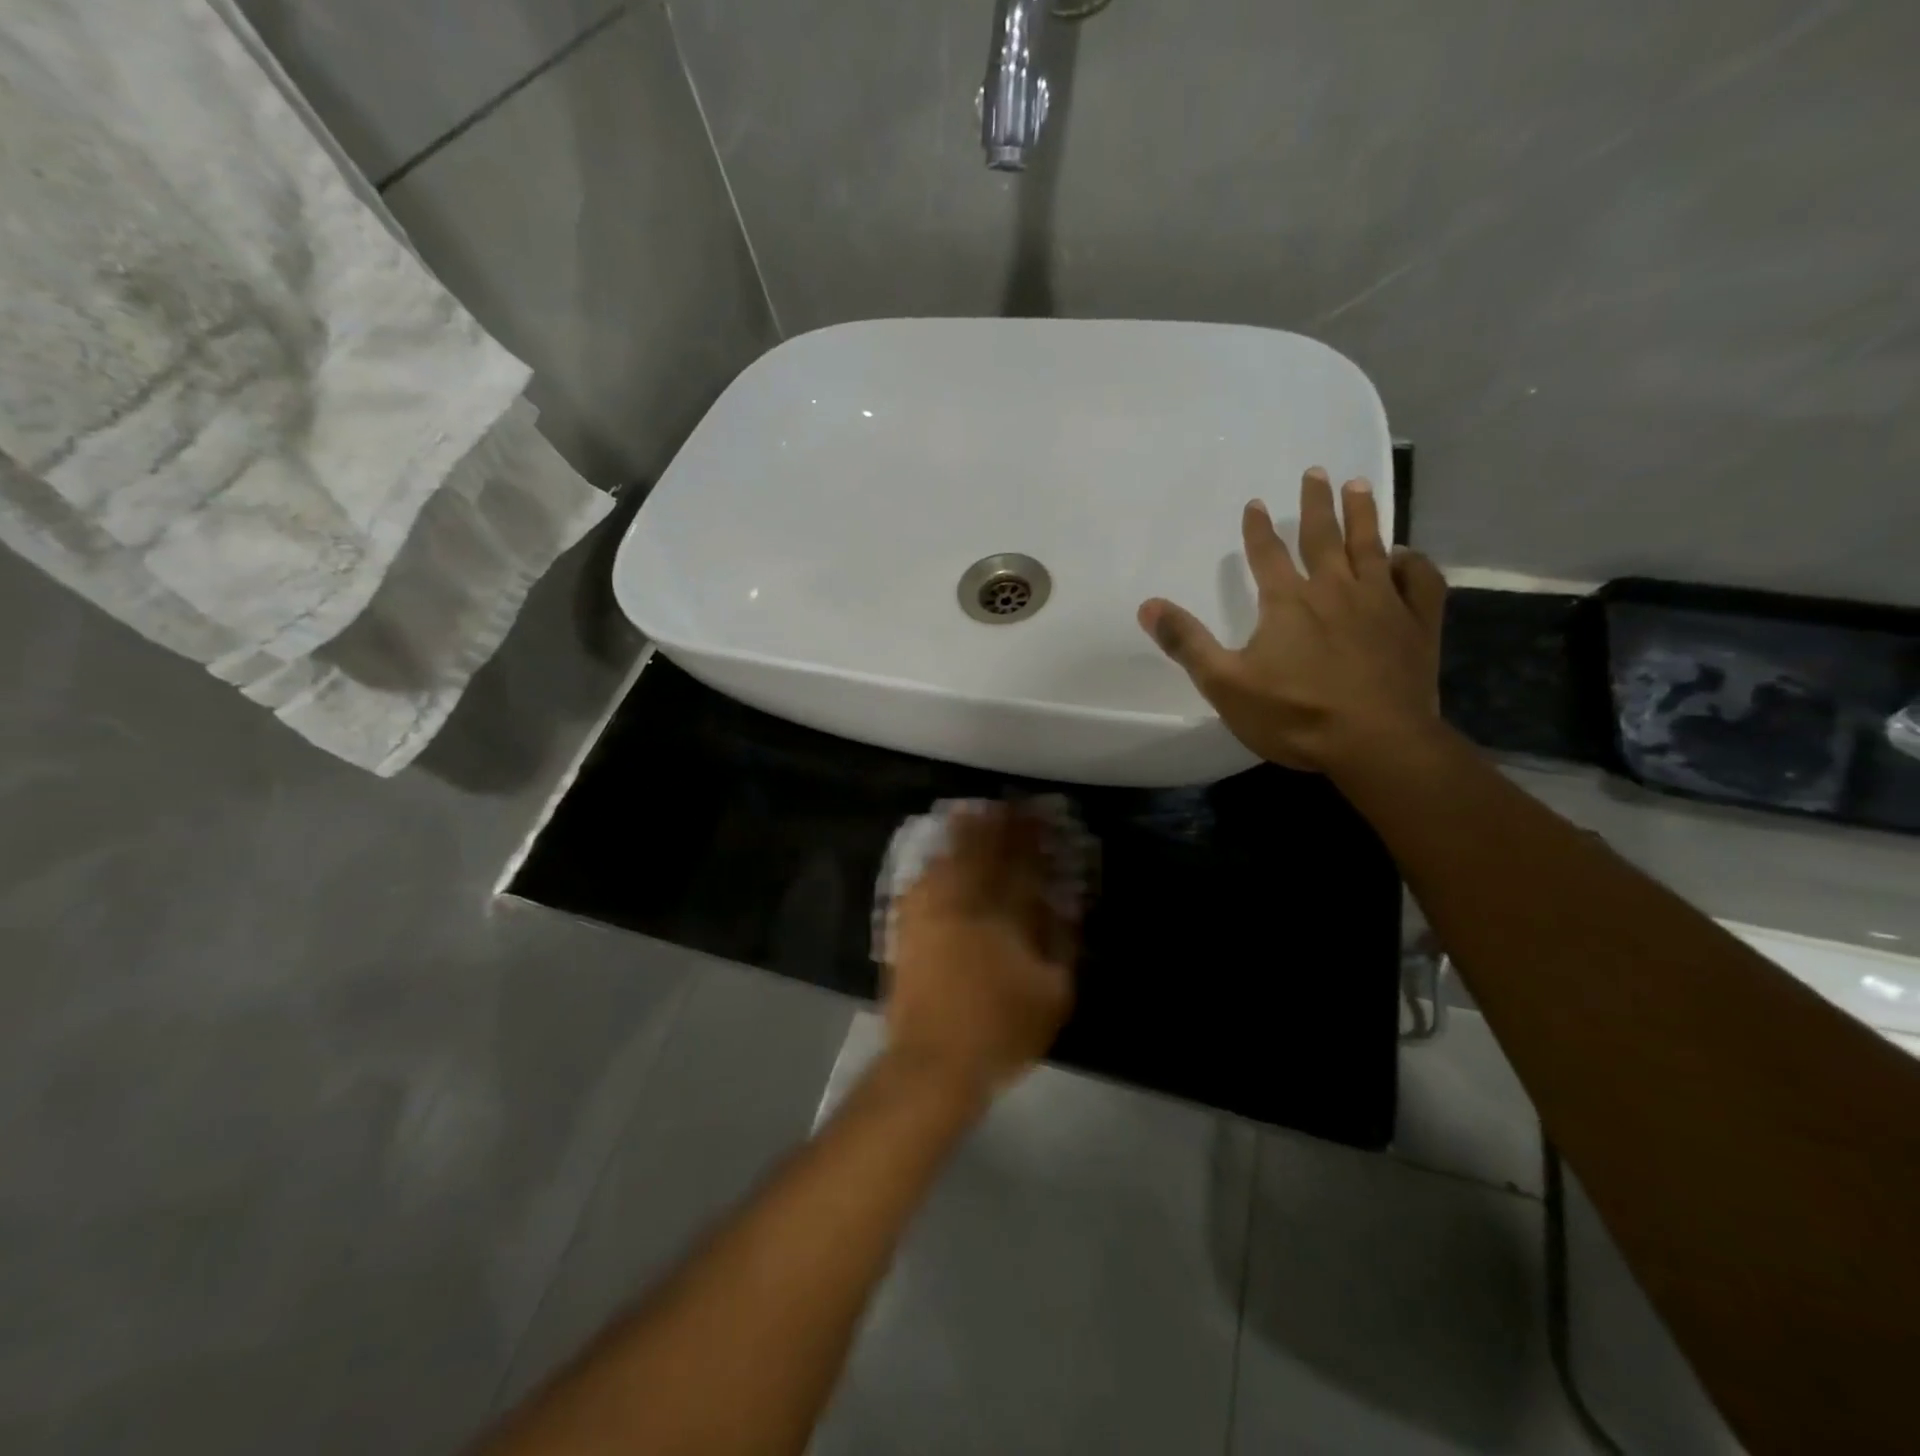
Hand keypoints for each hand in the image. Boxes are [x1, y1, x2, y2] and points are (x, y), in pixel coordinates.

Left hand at [884, 802, 1077, 1102]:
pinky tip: (937, 855)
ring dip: (961, 835)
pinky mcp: (908, 930)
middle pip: (982, 854)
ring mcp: (932, 915)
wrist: (934, 1061)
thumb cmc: (1000, 1031)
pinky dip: (933, 863)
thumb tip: (1062, 909)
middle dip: (996, 826)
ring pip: (948, 862)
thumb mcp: (1051, 995)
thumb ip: (1059, 946)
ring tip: (970, 812)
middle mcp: (965, 906)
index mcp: (1003, 918)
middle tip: (1005, 804)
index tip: (1039, 816)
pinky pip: (920, 883)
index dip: (1031, 839)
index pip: (1021, 866)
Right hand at [1138, 467, 1447, 773]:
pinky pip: (1420, 581)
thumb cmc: (1295, 714)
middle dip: (1316, 504)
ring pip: (1371, 546)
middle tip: (1315, 472)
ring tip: (1358, 486)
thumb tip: (1148, 605)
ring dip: (1364, 514)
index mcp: (1288, 602)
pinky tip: (1405, 554)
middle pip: (1323, 536)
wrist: (1376, 743)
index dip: (1258, 528)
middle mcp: (1336, 589)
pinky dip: (1413, 562)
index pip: (1267, 554)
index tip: (1255, 503)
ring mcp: (1383, 602)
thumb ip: (1186, 643)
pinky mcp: (1417, 624)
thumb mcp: (1225, 684)